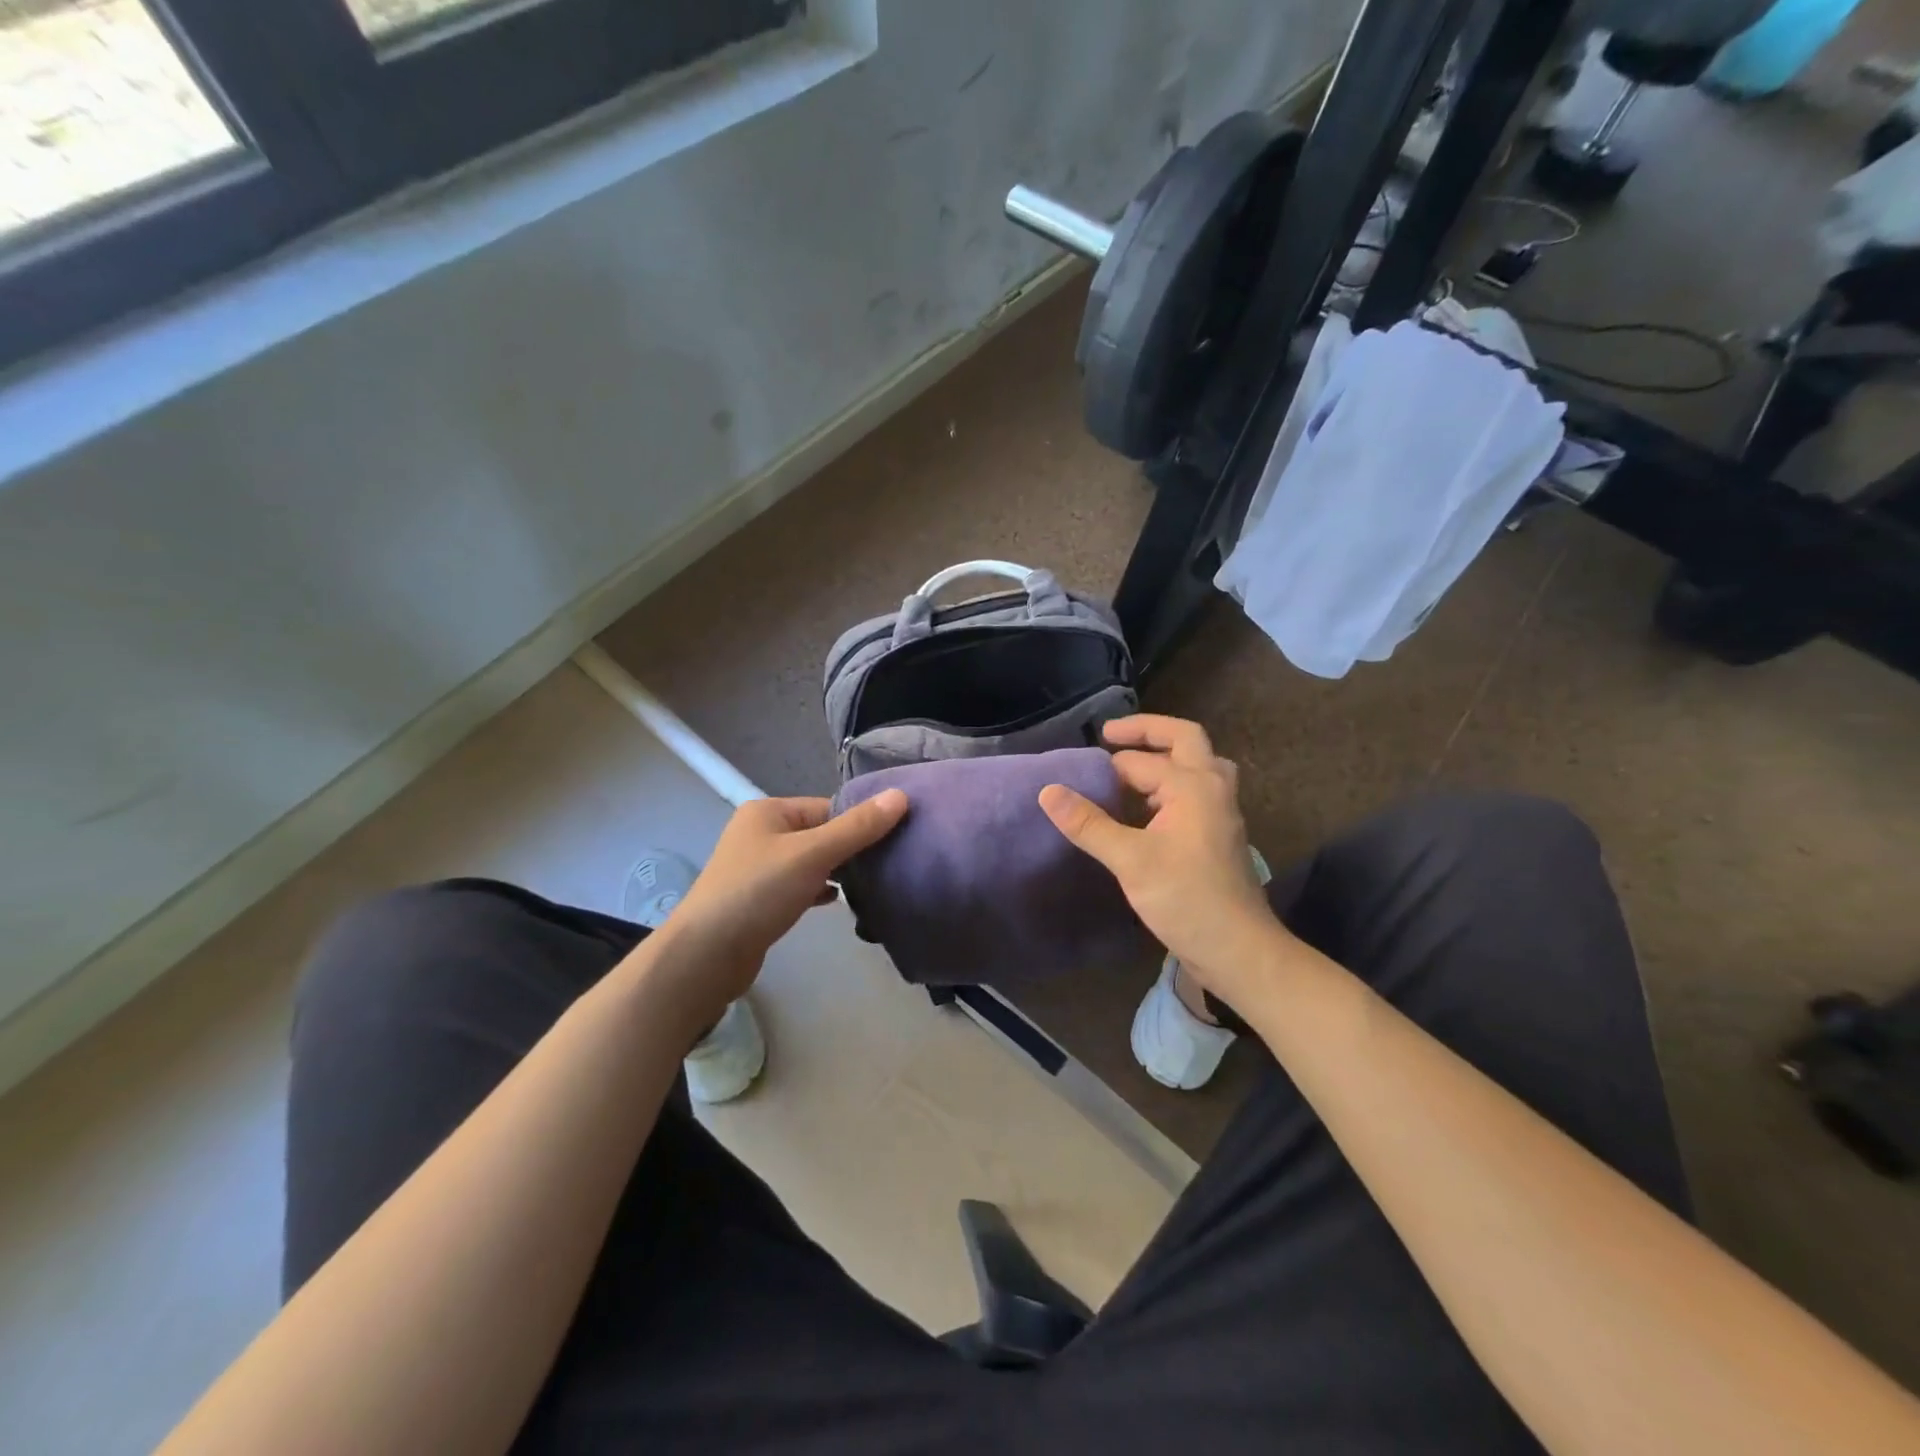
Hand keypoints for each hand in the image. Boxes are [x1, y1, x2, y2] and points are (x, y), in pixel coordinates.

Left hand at [650, 791, 907, 1021]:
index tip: (897, 838)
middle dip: (853, 848)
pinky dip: (821, 891)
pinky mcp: (761, 900)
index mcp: (769, 811)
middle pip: (821, 833)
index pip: (828, 806)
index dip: (861, 820)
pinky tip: (841, 902)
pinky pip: (801, 886)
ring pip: (812, 862)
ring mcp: (759, 868)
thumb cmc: (758, 892)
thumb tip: (900, 796)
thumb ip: (857, 828)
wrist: (707, 955)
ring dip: (839, 871)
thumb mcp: (813, 854)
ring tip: (875, 883)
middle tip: (891, 862)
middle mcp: (761, 833)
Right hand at [1039, 715, 1283, 1006]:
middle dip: (1146, 732)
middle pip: (1184, 739)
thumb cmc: (1186, 900)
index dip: (1103, 767)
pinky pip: (1196, 791)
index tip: (1070, 775)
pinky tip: (1148, 807)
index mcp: (1193, 785)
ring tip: (1130, 767)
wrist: (1239, 950)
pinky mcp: (1219, 835)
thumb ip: (1088, 823)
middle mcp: (1213, 788)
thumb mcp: (1130, 861)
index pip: (1138, 762)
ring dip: (1166, 757)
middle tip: (1108, 735)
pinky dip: (1171, 784)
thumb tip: (1047, 791)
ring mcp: (1221, 811)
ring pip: (1197, 765)